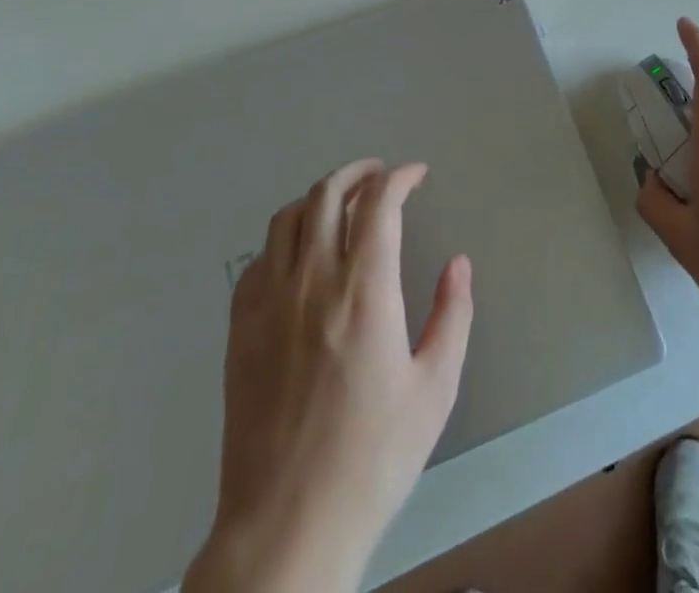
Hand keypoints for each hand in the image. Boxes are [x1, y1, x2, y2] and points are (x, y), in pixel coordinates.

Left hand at [184, 159, 473, 592]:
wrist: (287, 525)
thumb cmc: (372, 458)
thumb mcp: (434, 390)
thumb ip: (452, 316)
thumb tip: (458, 264)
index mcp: (364, 291)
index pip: (378, 203)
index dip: (400, 177)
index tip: (416, 174)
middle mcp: (312, 281)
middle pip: (327, 194)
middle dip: (357, 172)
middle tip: (379, 175)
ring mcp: (269, 302)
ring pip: (287, 217)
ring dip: (318, 197)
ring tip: (340, 203)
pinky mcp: (240, 328)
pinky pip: (258, 259)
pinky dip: (284, 238)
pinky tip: (298, 256)